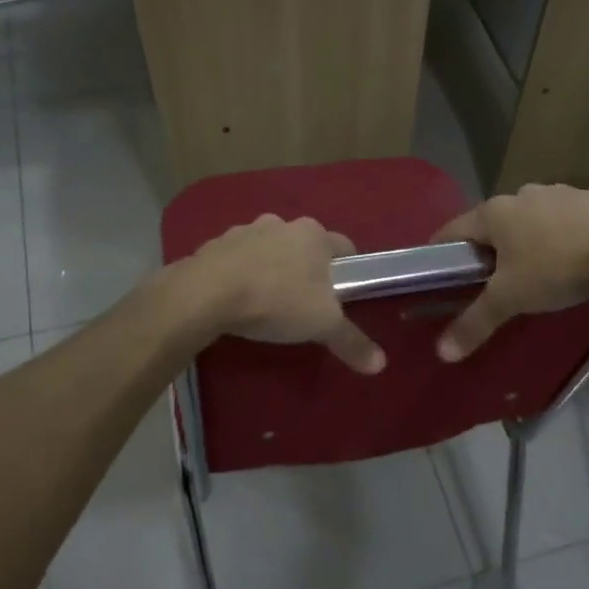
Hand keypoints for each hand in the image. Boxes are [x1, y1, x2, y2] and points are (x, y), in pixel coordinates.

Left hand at [178, 214, 385, 374]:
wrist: (207, 294)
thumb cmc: (277, 301)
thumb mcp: (323, 326)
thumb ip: (352, 342)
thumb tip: (381, 365)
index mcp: (314, 235)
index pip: (345, 247)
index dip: (349, 271)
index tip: (344, 295)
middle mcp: (281, 224)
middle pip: (304, 247)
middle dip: (306, 271)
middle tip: (306, 304)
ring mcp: (245, 231)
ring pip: (269, 250)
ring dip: (271, 269)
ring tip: (268, 303)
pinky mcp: (214, 245)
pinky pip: (237, 259)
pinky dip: (241, 274)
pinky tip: (237, 300)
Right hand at [429, 185, 588, 361]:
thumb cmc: (554, 269)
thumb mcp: (509, 300)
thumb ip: (474, 323)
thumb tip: (442, 353)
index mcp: (493, 213)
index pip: (452, 230)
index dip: (440, 253)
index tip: (437, 274)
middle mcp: (520, 195)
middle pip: (491, 225)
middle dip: (486, 250)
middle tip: (487, 282)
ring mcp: (556, 193)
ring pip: (527, 220)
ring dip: (523, 241)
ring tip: (530, 272)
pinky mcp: (587, 200)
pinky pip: (559, 220)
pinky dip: (555, 236)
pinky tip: (566, 259)